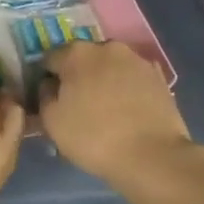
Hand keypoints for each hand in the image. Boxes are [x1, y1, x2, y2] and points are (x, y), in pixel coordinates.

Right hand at [39, 41, 191, 187]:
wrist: (152, 156)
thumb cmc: (93, 136)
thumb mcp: (51, 121)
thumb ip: (44, 96)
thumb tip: (50, 85)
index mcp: (76, 53)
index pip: (50, 59)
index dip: (46, 78)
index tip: (49, 98)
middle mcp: (107, 47)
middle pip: (83, 59)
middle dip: (77, 76)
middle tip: (77, 104)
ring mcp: (136, 60)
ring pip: (110, 67)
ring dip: (103, 80)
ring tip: (105, 109)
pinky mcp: (158, 77)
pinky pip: (132, 79)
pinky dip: (126, 88)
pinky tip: (127, 111)